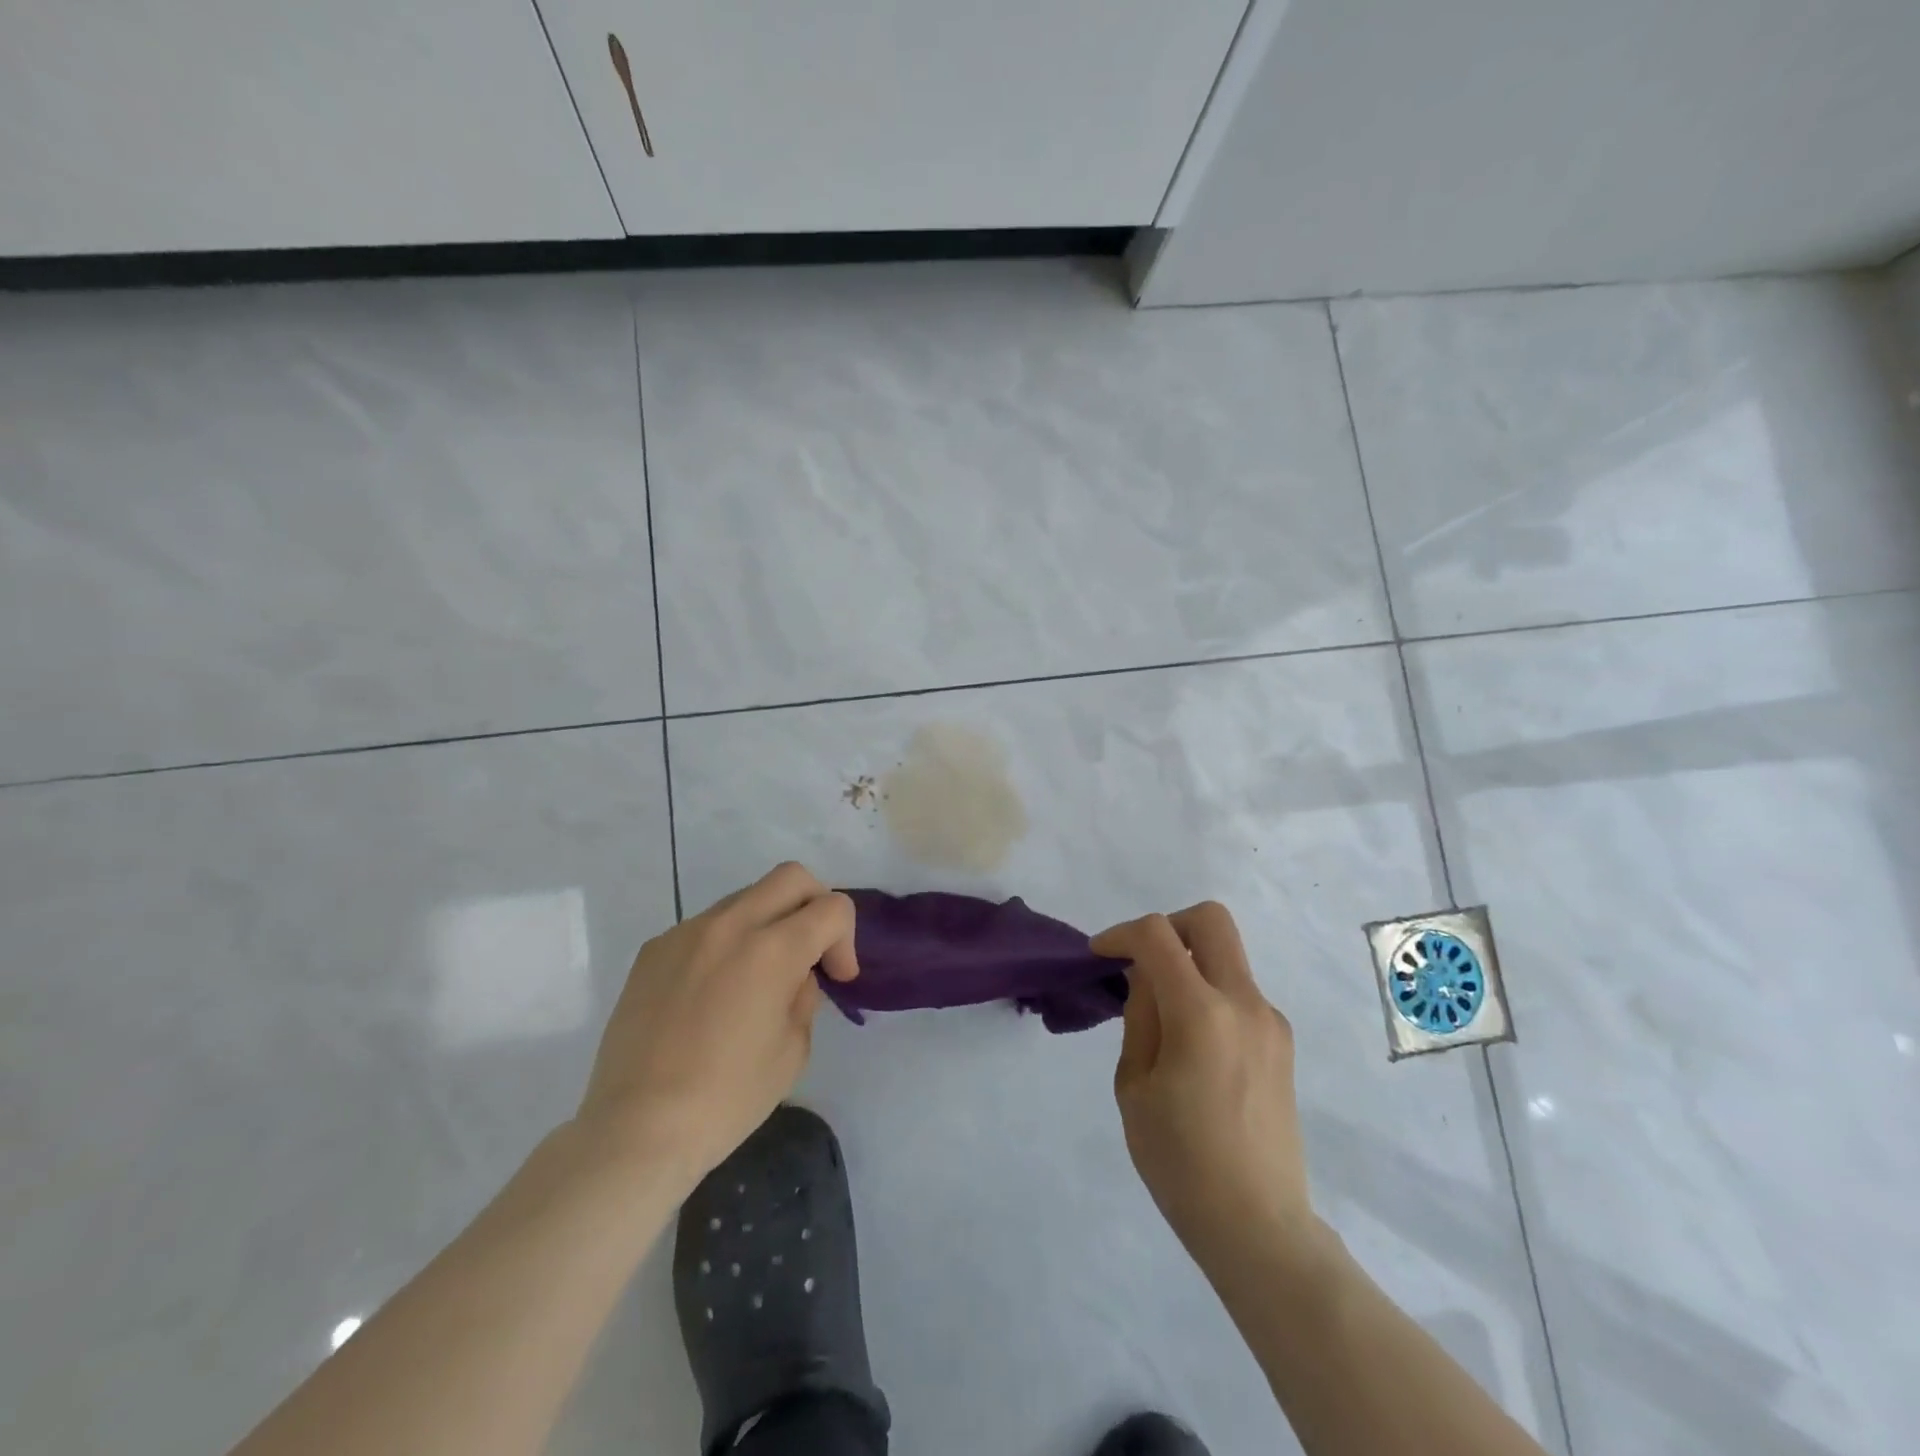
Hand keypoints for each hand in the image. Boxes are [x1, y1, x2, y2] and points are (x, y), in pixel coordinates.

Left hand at [576, 862, 857, 1193]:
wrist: (637, 1128)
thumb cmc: (727, 1098)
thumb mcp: (793, 1050)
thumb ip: (804, 996)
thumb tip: (795, 976)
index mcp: (773, 949)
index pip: (832, 907)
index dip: (845, 939)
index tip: (836, 979)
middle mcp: (730, 925)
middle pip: (791, 877)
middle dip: (815, 905)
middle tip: (812, 951)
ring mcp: (686, 932)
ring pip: (746, 897)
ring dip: (768, 922)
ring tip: (758, 977)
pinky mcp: (654, 949)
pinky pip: (706, 926)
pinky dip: (726, 943)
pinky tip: (714, 993)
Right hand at [1092, 903, 1316, 1269]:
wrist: (1258, 1226)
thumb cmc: (1180, 1162)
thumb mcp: (1134, 1086)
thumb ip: (1140, 1016)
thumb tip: (1146, 977)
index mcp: (1201, 1013)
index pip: (1158, 935)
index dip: (1121, 933)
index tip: (1099, 955)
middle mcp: (1244, 1003)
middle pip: (1210, 920)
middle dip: (1167, 926)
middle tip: (1141, 961)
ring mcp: (1270, 1021)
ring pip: (1227, 955)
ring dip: (1189, 963)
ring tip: (1162, 1016)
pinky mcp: (1281, 1042)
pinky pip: (1239, 992)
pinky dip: (1209, 993)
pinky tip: (1192, 1044)